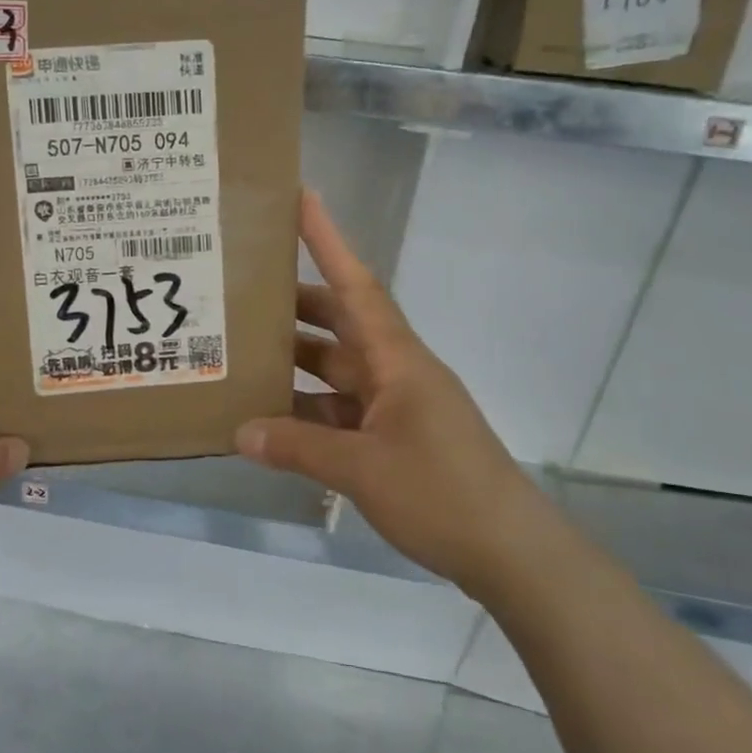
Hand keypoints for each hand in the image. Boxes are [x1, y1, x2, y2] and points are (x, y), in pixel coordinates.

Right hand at [235, 191, 545, 593]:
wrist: (511, 553)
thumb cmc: (442, 493)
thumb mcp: (361, 469)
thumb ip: (297, 448)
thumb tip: (240, 432)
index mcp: (398, 360)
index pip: (356, 286)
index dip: (328, 241)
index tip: (302, 199)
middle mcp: (397, 372)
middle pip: (342, 324)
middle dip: (297, 306)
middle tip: (244, 292)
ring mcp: (398, 407)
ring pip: (338, 371)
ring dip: (297, 364)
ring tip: (244, 356)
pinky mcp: (397, 440)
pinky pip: (342, 412)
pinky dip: (309, 414)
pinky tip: (273, 423)